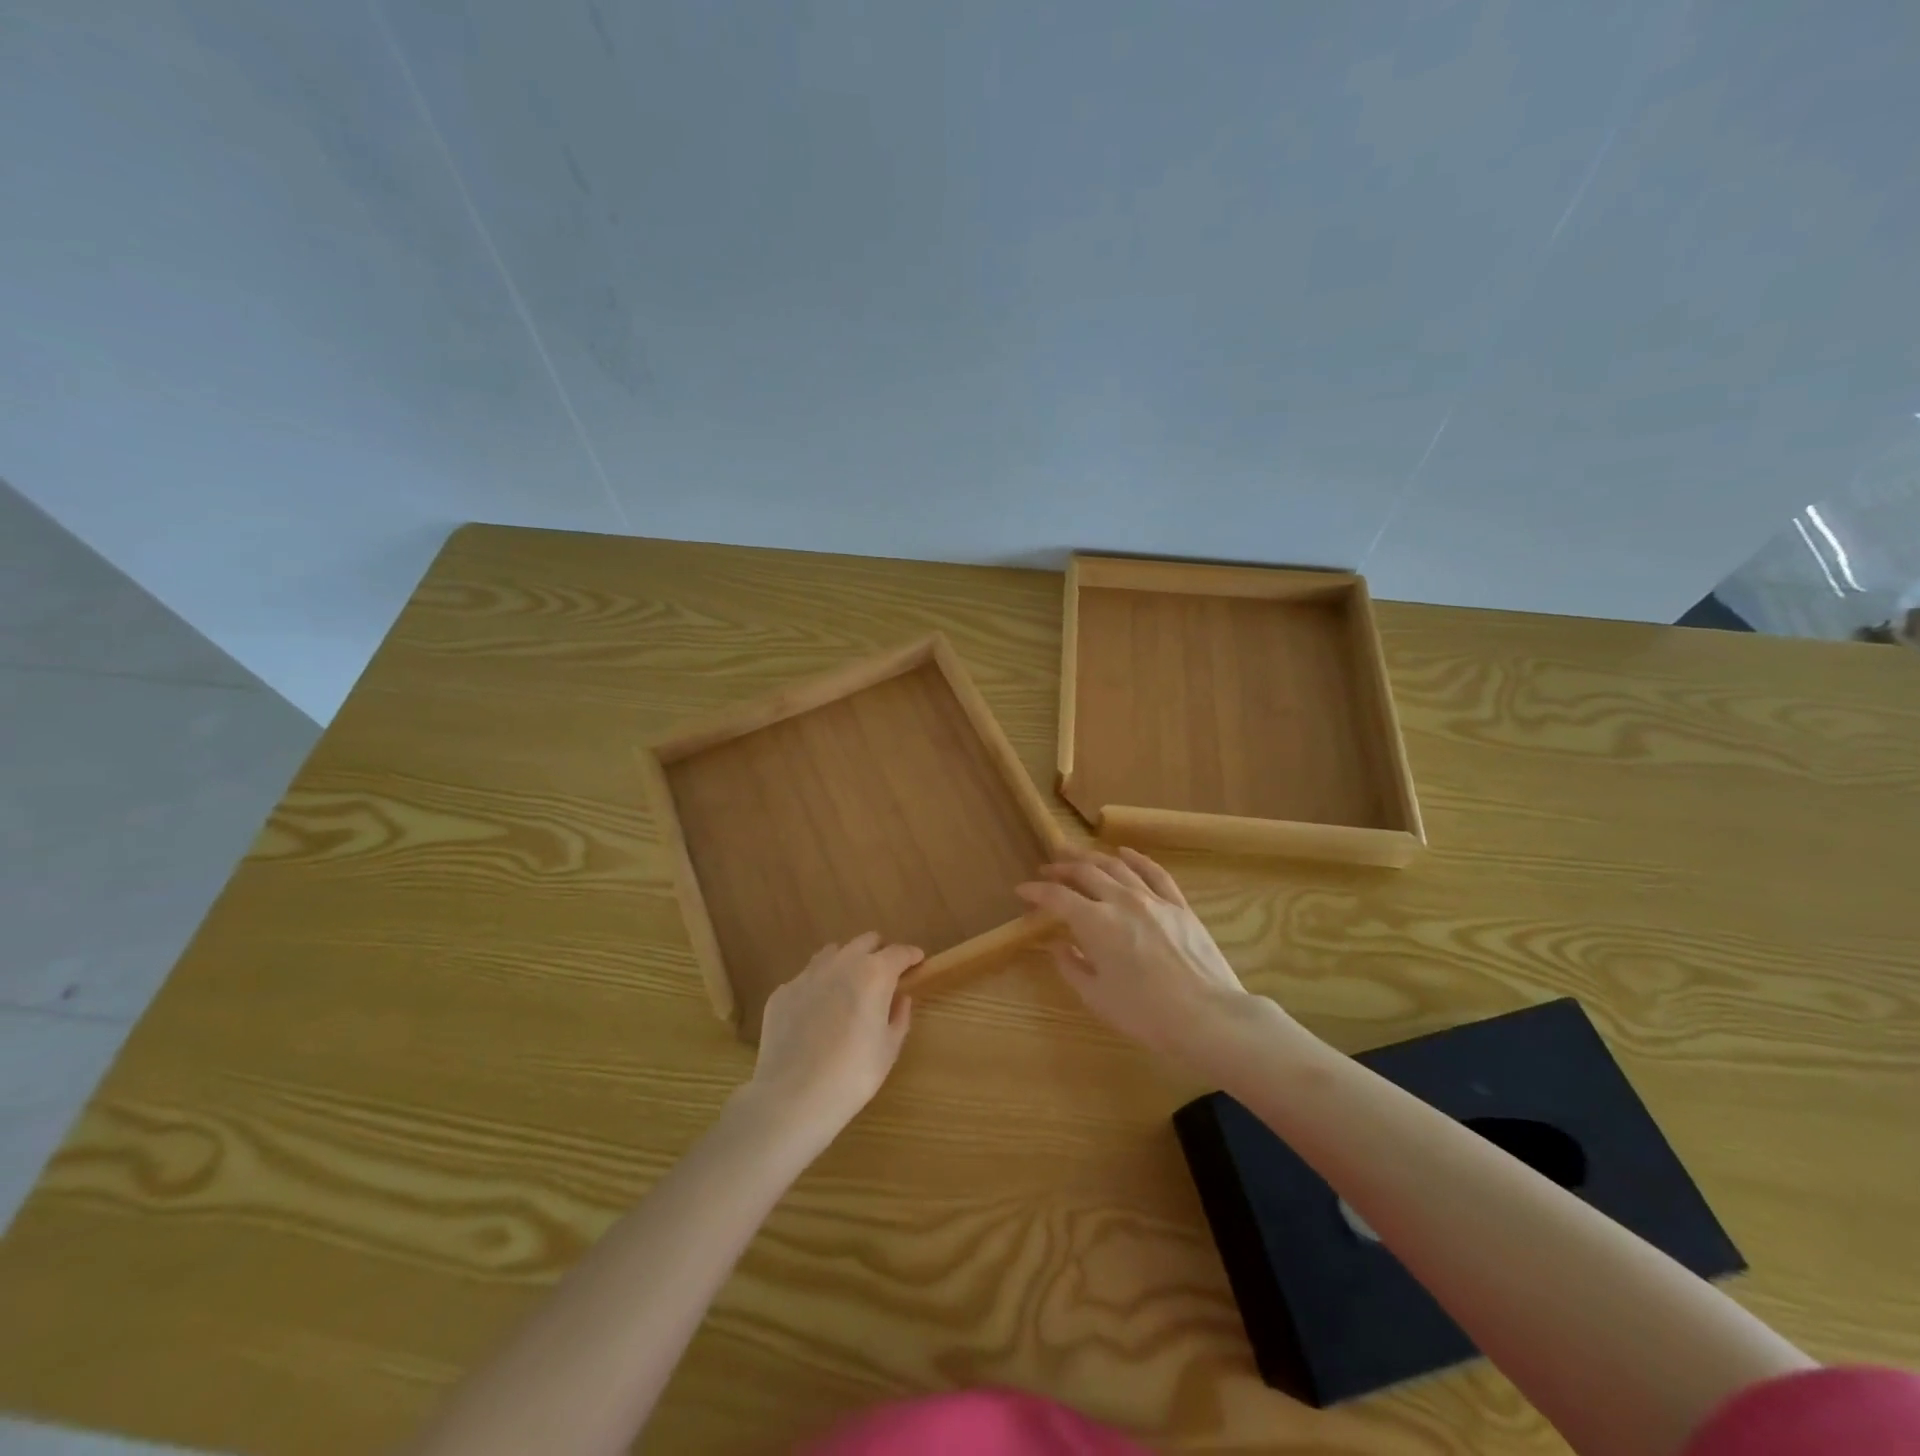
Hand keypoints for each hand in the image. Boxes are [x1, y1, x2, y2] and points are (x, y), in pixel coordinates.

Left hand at [734, 933, 920, 1150]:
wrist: (792, 1098)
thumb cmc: (852, 1075)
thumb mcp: (888, 1050)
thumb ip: (899, 1016)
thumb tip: (900, 998)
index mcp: (874, 974)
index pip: (899, 952)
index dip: (910, 955)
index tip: (917, 961)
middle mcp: (841, 964)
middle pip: (865, 941)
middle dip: (879, 952)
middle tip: (884, 974)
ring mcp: (807, 975)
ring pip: (833, 953)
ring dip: (847, 962)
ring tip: (848, 988)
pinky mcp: (782, 992)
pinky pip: (806, 979)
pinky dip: (818, 987)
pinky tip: (816, 1015)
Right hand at [1016, 847, 1279, 1073]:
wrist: (1207, 1017)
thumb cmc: (1145, 1014)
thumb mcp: (1096, 996)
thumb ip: (1071, 965)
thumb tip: (1056, 944)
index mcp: (1095, 923)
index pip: (1057, 897)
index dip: (1036, 891)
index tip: (1022, 890)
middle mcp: (1121, 900)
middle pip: (1085, 872)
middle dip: (1061, 867)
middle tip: (1047, 867)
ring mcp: (1153, 899)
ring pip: (1117, 866)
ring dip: (1092, 857)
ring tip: (1076, 854)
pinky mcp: (1179, 905)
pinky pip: (1154, 872)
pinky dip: (1136, 858)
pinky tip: (1124, 853)